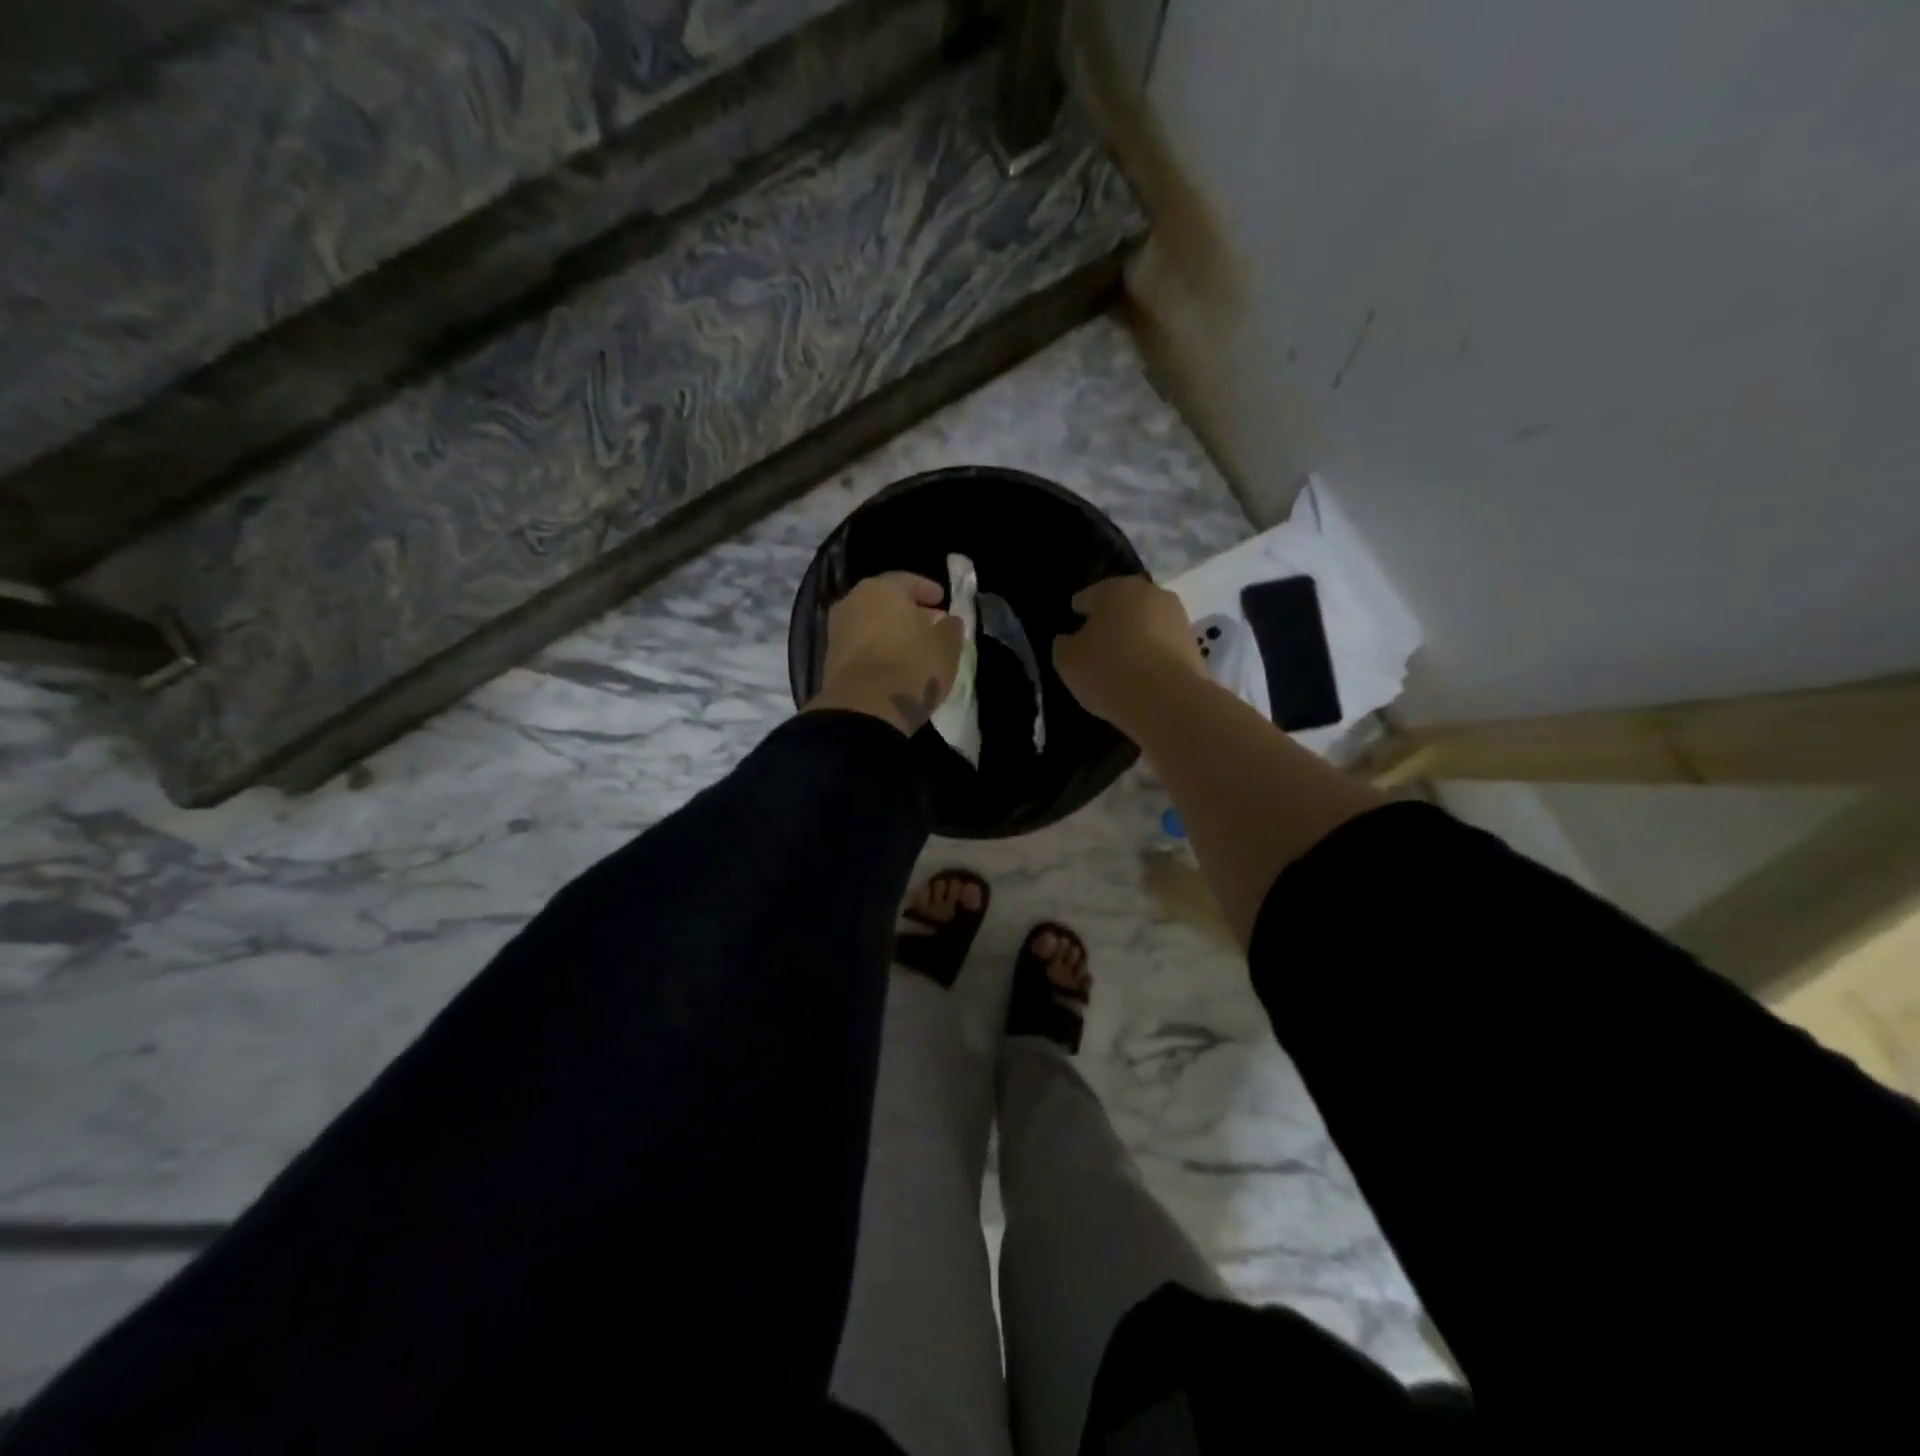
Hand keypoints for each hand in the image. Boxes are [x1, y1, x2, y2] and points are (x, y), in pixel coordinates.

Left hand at [807, 572, 965, 735]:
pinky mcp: (831, 659)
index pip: (908, 581)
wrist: (865, 708)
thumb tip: (948, 621)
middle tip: (930, 624)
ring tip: (914, 647)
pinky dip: (878, 648)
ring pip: (871, 623)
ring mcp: (837, 630)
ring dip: (892, 631)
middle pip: (886, 601)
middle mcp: (853, 602)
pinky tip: (894, 663)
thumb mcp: (946, 647)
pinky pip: (861, 645)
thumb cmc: (912, 666)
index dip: (927, 590)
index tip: (942, 600)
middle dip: (909, 611)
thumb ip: (950, 628)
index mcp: (881, 589)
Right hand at [1053, 576, 1205, 726]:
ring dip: (1136, 637)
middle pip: (1123, 605)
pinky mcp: (1195, 644)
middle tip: (1097, 644)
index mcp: (1115, 588)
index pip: (1089, 596)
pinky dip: (1153, 655)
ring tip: (1122, 662)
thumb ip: (1064, 644)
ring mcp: (1177, 617)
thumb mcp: (1067, 660)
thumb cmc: (1108, 670)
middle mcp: (1150, 593)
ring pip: (1147, 624)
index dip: (1079, 611)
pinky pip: (1163, 646)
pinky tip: (1143, 674)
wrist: (1167, 700)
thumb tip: (1070, 639)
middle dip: (1111, 621)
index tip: (1073, 626)